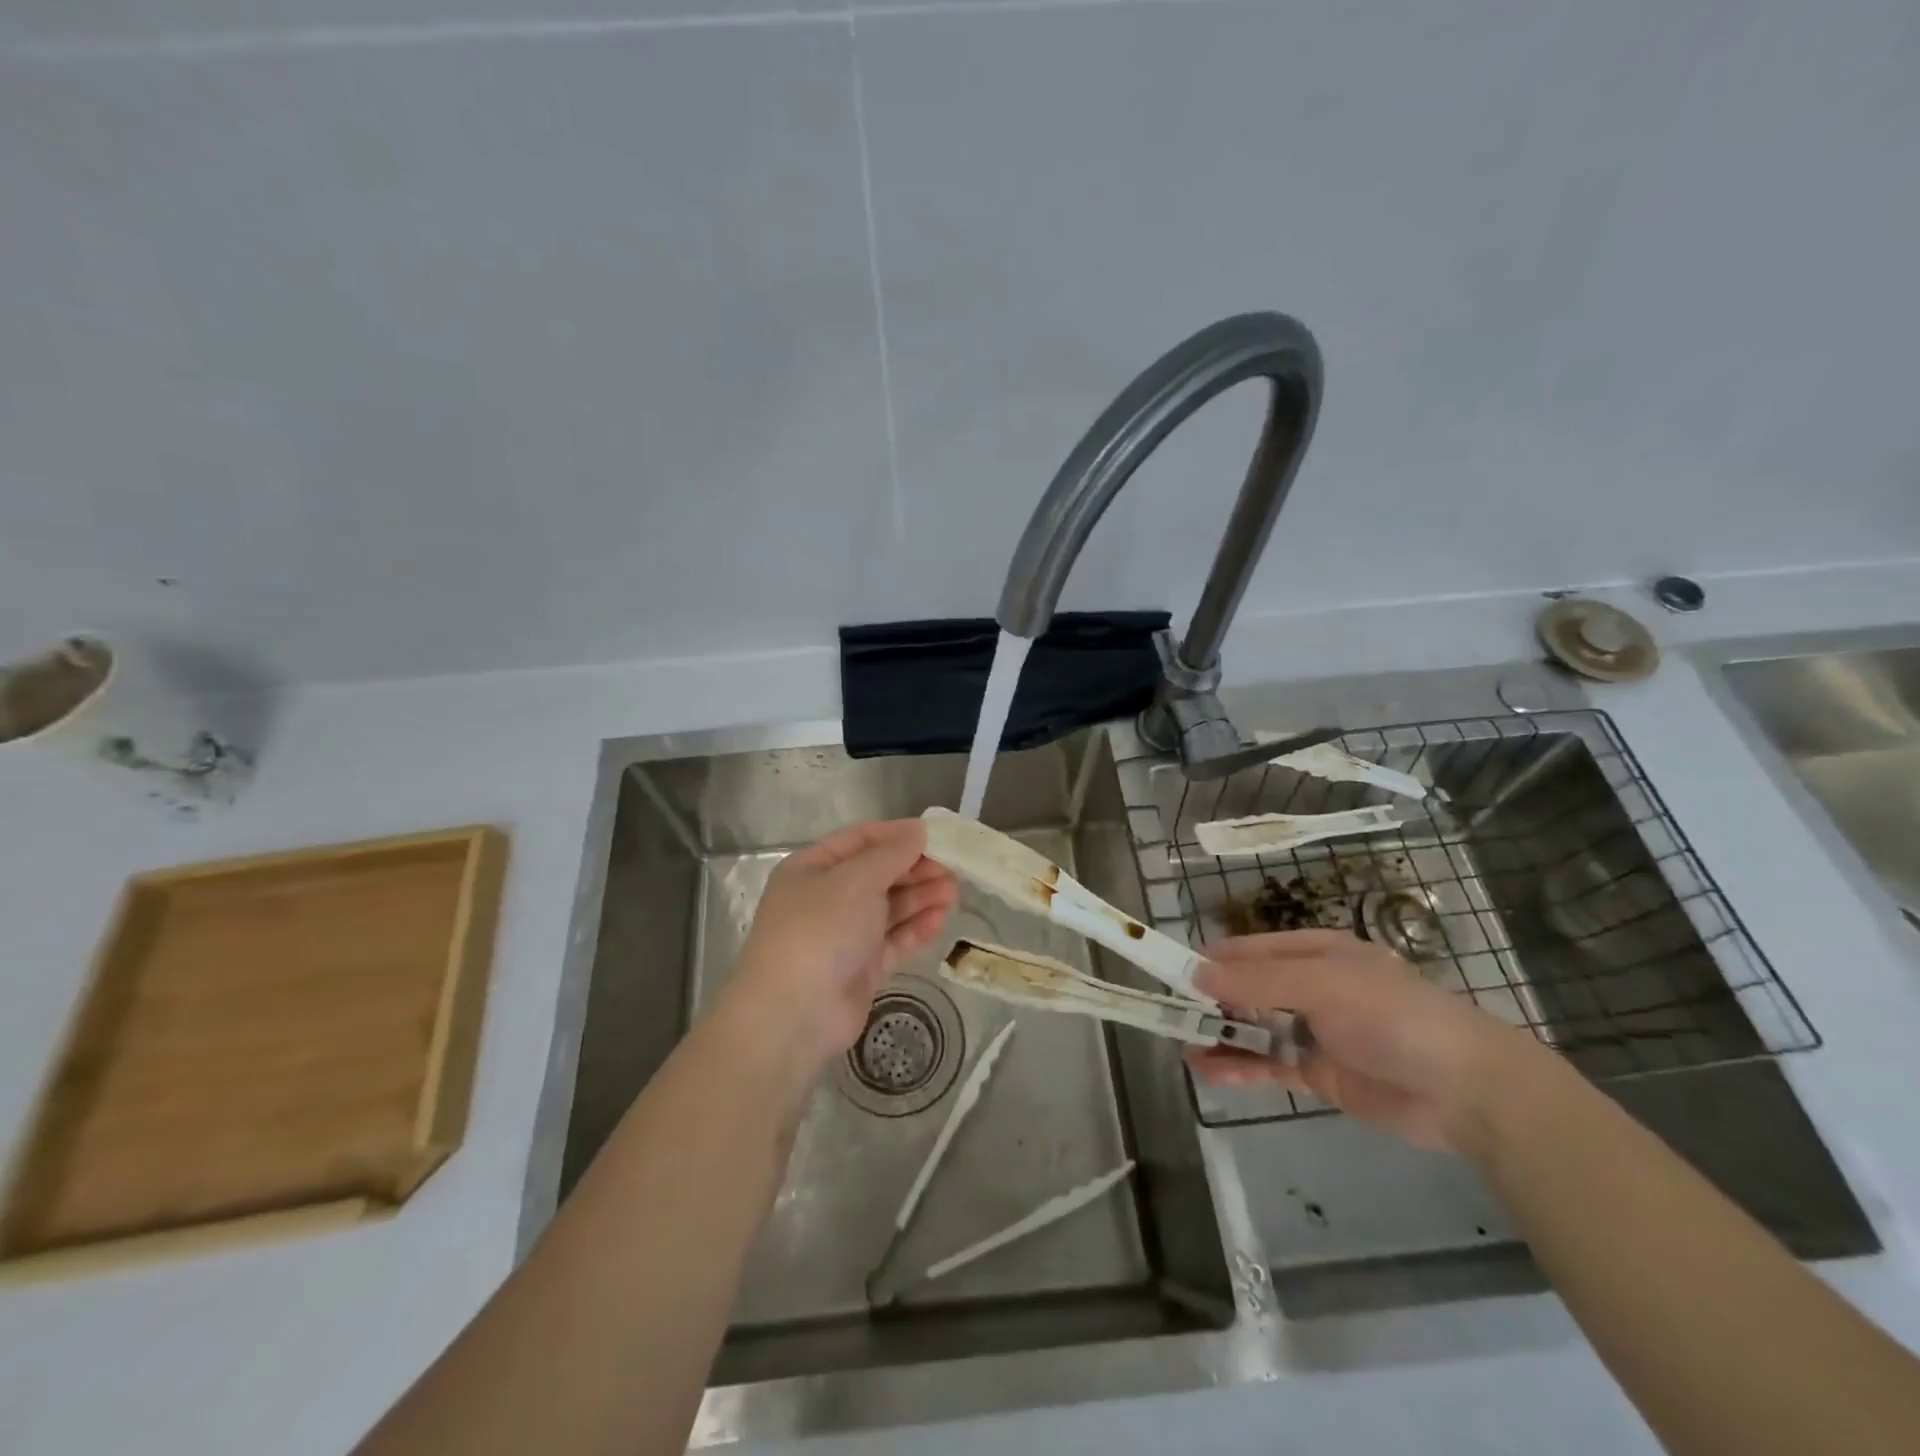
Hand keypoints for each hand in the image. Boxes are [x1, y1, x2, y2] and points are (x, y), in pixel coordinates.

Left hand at [720, 819, 957, 1087]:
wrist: (795, 1013)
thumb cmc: (820, 929)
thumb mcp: (857, 879)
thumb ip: (892, 853)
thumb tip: (918, 830)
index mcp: (812, 868)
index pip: (860, 840)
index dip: (898, 835)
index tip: (937, 836)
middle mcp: (825, 898)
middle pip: (877, 874)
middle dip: (914, 869)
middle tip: (953, 869)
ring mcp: (842, 935)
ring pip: (887, 908)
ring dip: (920, 897)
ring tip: (954, 892)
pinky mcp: (859, 968)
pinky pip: (892, 940)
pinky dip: (915, 928)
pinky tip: (940, 919)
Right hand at [1185, 930, 1541, 1152]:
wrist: (1467, 1091)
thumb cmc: (1394, 1017)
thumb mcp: (1324, 985)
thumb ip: (1258, 979)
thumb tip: (1196, 973)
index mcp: (1314, 952)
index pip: (1248, 950)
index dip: (1209, 960)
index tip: (1170, 973)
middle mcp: (1309, 986)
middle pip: (1245, 988)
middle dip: (1209, 999)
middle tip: (1169, 1014)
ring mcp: (1313, 1031)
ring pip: (1252, 1027)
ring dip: (1219, 1035)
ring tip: (1182, 1046)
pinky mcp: (1318, 1072)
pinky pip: (1268, 1064)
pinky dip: (1239, 1066)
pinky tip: (1210, 1071)